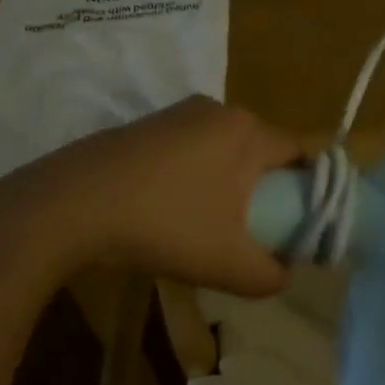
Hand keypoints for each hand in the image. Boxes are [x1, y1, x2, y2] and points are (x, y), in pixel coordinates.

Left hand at [0, 96, 296, 297]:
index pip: (302, 151)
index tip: (305, 222)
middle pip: (264, 148)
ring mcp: (179, 113)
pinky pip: (193, 148)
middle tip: (261, 229)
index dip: (312, 187)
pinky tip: (175, 209)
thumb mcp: (228, 263)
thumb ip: (270, 274)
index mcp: (247, 131)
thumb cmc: (164, 224)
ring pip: (226, 148)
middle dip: (269, 188)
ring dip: (232, 182)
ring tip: (215, 225)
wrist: (72, 205)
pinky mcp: (148, 125)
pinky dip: (198, 175)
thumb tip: (284, 271)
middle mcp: (218, 110)